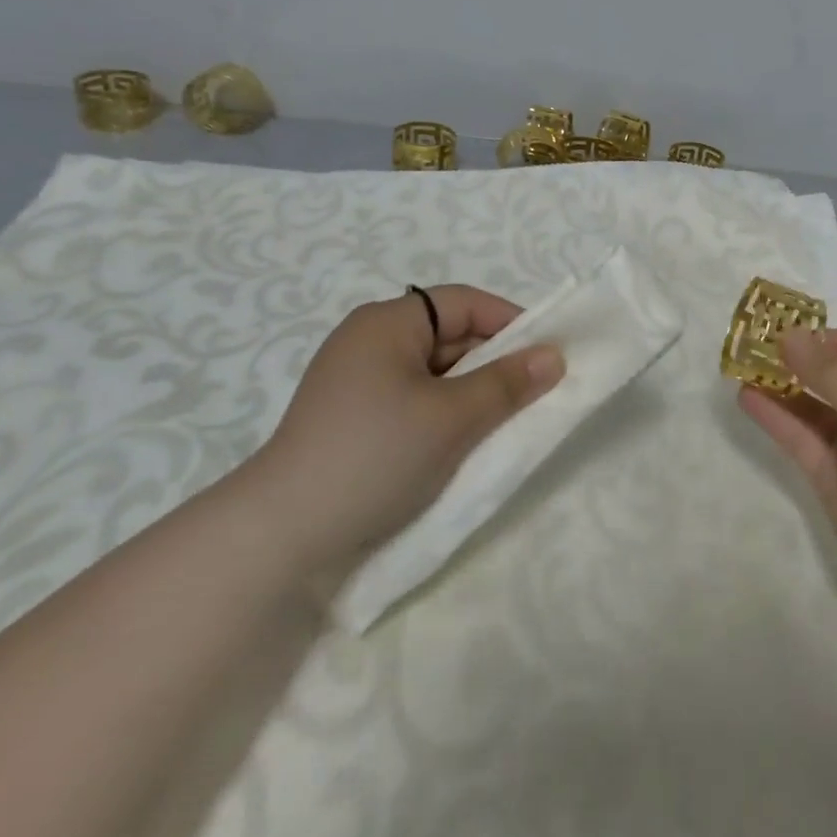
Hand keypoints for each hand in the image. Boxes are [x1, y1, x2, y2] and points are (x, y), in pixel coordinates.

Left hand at [240, 285, 564, 576]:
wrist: (281, 534)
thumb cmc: (375, 455)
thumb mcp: (453, 417)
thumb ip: (507, 383)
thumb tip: (555, 356)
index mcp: (387, 323)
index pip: (463, 302)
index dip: (510, 321)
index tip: (547, 354)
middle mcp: (369, 341)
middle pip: (448, 335)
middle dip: (494, 361)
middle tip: (534, 392)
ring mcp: (356, 381)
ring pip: (433, 371)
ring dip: (471, 391)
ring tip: (505, 420)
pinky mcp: (352, 417)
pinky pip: (414, 398)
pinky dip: (445, 412)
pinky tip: (464, 440)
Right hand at [738, 329, 836, 637]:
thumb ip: (829, 371)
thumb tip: (788, 334)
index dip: (828, 339)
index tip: (785, 329)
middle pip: (834, 378)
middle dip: (797, 361)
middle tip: (751, 344)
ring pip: (811, 409)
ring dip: (779, 387)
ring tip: (739, 366)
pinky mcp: (831, 481)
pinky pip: (800, 440)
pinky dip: (775, 418)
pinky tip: (746, 397)